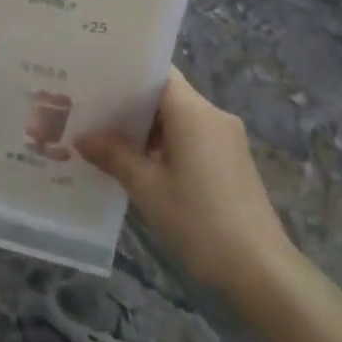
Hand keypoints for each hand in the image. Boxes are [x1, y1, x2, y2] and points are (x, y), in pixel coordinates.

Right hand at [76, 67, 295, 292]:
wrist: (259, 269)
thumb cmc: (198, 220)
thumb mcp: (147, 188)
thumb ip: (114, 156)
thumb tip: (83, 137)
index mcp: (194, 112)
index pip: (158, 73)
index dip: (126, 74)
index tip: (94, 80)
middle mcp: (213, 116)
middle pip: (166, 95)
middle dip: (129, 104)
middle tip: (89, 111)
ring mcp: (226, 139)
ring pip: (178, 118)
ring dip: (146, 128)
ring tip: (105, 139)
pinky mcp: (231, 161)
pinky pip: (192, 138)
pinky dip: (165, 144)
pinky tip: (138, 164)